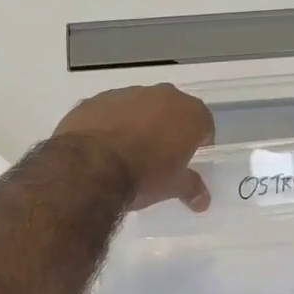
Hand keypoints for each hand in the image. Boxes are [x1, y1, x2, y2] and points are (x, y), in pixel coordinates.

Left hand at [53, 84, 214, 210]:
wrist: (89, 166)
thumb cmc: (143, 175)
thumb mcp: (172, 187)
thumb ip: (190, 187)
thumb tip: (203, 201)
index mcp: (188, 113)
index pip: (203, 124)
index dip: (199, 141)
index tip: (189, 158)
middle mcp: (161, 95)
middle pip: (172, 110)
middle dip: (168, 128)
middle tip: (160, 154)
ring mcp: (126, 93)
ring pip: (139, 106)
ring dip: (138, 123)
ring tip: (128, 151)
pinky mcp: (96, 99)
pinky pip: (111, 110)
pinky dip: (111, 123)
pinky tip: (103, 146)